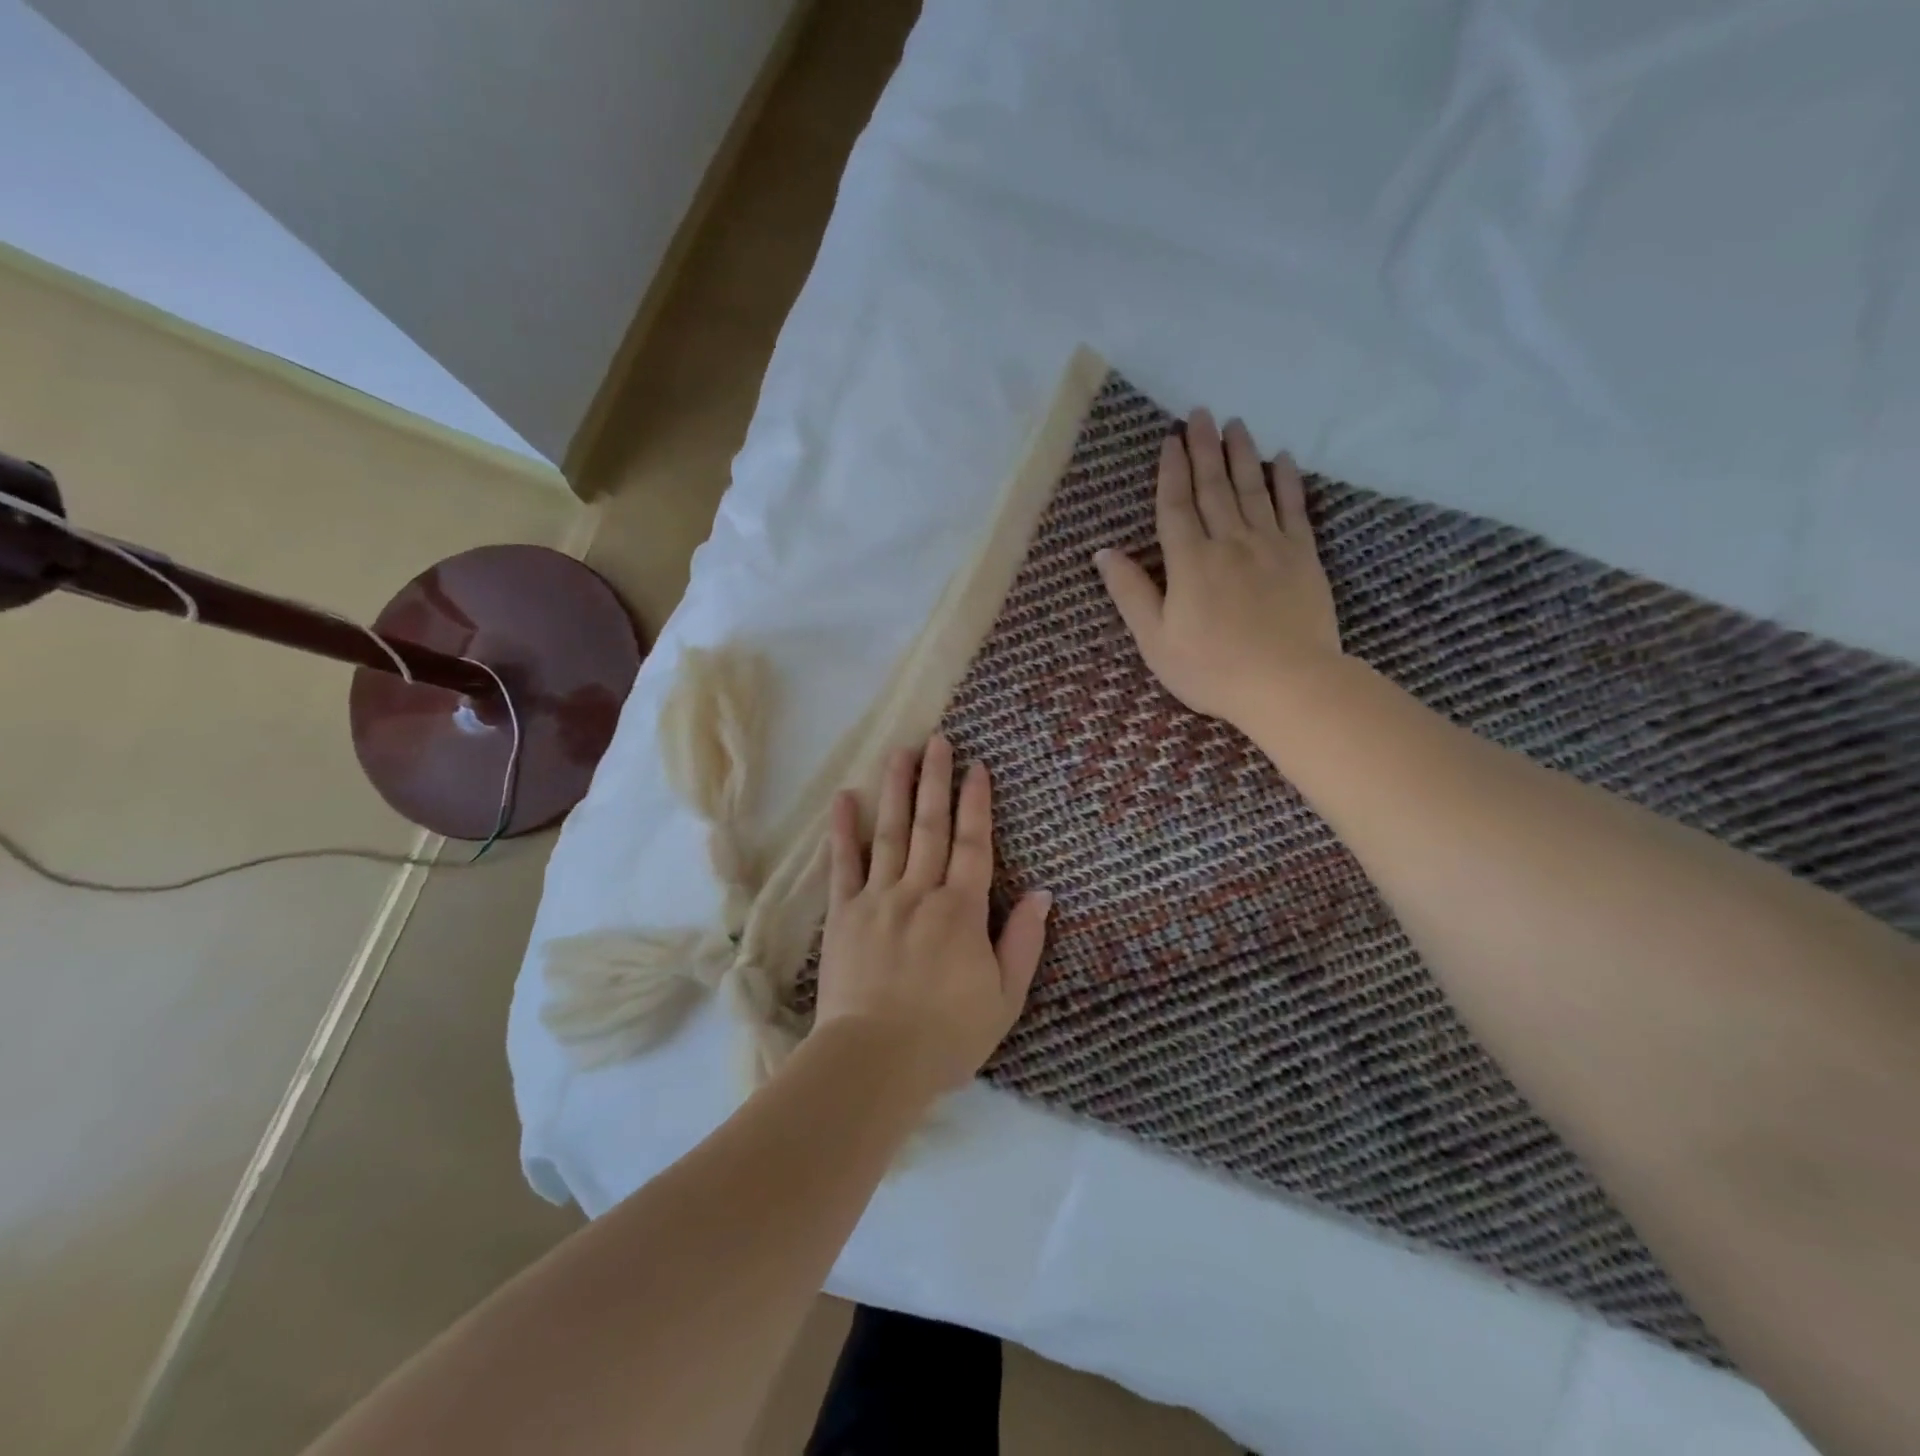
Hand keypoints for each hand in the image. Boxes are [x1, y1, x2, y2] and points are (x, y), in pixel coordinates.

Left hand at [815, 734, 1051, 1098]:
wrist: (876, 1061)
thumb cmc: (947, 1035)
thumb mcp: (1005, 997)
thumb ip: (1024, 942)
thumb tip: (1044, 894)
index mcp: (962, 910)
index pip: (973, 844)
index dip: (976, 803)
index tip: (977, 767)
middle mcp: (921, 892)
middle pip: (931, 826)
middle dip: (936, 780)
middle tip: (938, 741)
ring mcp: (878, 899)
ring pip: (890, 833)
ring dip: (896, 790)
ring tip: (900, 752)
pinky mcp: (843, 914)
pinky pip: (843, 865)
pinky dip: (844, 830)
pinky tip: (845, 798)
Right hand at [1094, 409, 1341, 729]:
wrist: (1288, 684)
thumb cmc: (1211, 669)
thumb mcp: (1155, 640)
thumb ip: (1131, 593)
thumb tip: (1103, 553)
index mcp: (1189, 562)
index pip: (1176, 507)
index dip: (1171, 472)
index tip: (1170, 441)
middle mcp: (1229, 542)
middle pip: (1213, 488)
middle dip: (1204, 449)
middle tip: (1200, 414)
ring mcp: (1270, 546)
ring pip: (1252, 490)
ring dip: (1242, 454)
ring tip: (1236, 423)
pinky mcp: (1303, 557)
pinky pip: (1294, 509)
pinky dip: (1287, 482)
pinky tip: (1283, 460)